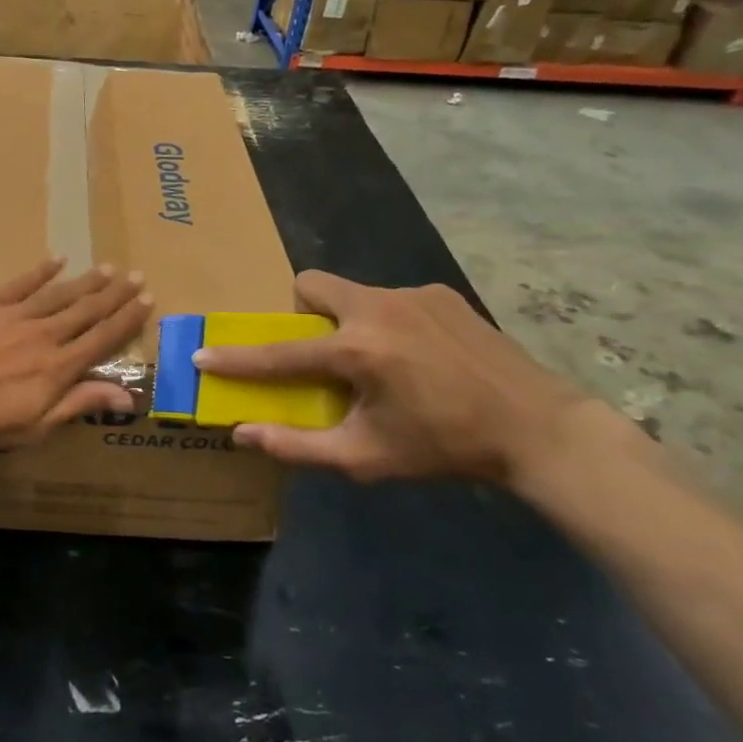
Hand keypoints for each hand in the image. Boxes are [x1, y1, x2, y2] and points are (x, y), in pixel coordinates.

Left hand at [0, 259, 152, 453]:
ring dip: (87, 281)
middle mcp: (46, 334)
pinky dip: (41, 271)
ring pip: (61, 294)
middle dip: (115, 294)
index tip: (148, 300)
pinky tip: (57, 260)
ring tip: (108, 268)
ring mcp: (17, 315)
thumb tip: (128, 397)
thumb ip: (79, 404)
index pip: (103, 338)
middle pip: (88, 310)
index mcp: (59, 366)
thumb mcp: (35, 424)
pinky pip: (22, 283)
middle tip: (137, 276)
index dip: (128, 319)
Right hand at [192, 270, 595, 486]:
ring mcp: (412, 294)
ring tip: (380, 362)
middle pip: (311, 284)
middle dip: (299, 311)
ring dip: (347, 321)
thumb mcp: (368, 457)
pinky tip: (419, 356)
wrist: (539, 428)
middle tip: (319, 351)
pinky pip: (391, 299)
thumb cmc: (446, 447)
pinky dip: (387, 322)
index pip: (280, 353)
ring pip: (353, 293)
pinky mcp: (441, 293)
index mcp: (358, 351)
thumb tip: (243, 433)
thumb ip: (299, 446)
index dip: (236, 358)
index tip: (203, 355)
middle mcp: (378, 308)